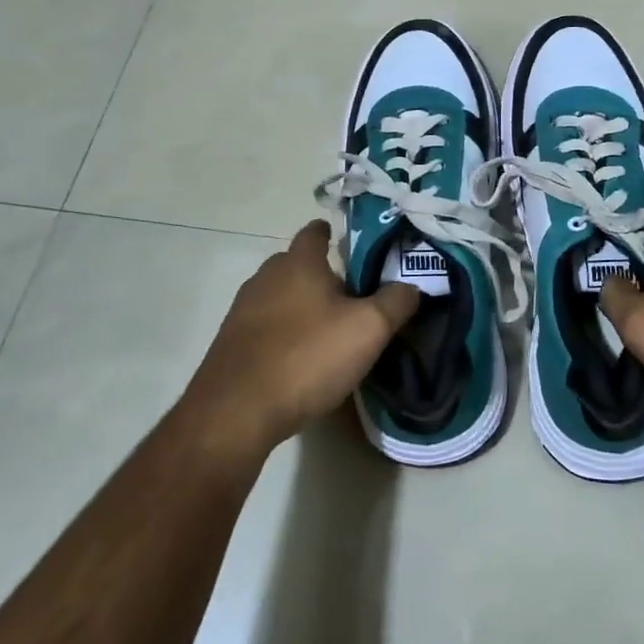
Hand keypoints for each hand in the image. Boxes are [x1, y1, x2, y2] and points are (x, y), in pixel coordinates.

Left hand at [180, 220, 419, 458]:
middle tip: (353, 297)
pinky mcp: (231, 342)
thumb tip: (412, 286)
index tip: (353, 248)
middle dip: (322, 275)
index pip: (315, 232)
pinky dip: (284, 333)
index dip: (334, 235)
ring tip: (329, 331)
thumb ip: (395, 302)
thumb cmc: (307, 357)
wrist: (236, 411)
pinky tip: (300, 358)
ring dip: (302, 306)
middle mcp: (266, 276)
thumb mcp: (368, 330)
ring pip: (281, 296)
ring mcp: (243, 310)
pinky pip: (266, 326)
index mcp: (298, 262)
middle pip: (298, 264)